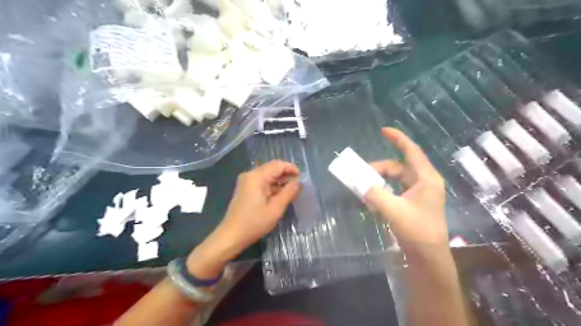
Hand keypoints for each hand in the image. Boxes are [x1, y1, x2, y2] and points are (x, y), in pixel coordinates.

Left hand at [188, 161, 300, 276]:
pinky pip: (262, 182)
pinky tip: (280, 195)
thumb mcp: (275, 209)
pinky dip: (272, 186)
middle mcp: (250, 175)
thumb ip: (289, 193)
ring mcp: (246, 182)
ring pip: (267, 175)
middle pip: (272, 168)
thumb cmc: (254, 223)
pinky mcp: (245, 189)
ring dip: (280, 181)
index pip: (278, 165)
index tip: (302, 178)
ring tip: (292, 192)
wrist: (231, 236)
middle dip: (286, 175)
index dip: (291, 168)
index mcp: (256, 176)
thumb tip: (298, 182)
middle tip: (299, 186)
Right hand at [364, 128, 445, 249]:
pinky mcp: (412, 203)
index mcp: (426, 178)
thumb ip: (374, 193)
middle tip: (359, 175)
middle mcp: (423, 182)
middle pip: (397, 167)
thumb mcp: (394, 210)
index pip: (411, 151)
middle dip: (378, 169)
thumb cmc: (417, 231)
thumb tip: (357, 181)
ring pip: (394, 179)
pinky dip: (382, 191)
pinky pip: (394, 190)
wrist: (428, 258)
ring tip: (363, 187)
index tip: (383, 130)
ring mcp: (418, 193)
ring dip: (378, 181)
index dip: (398, 139)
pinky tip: (371, 198)